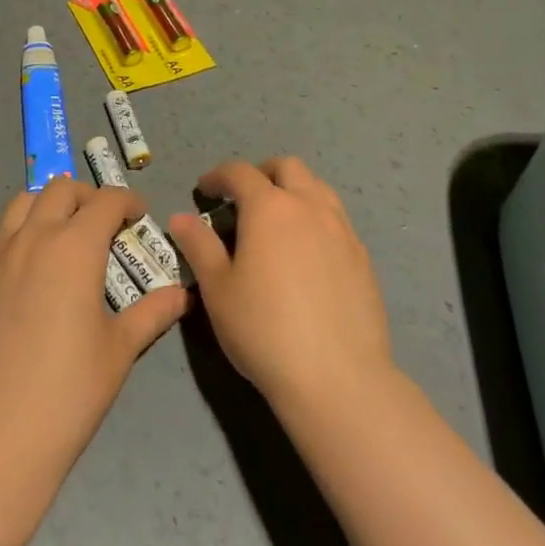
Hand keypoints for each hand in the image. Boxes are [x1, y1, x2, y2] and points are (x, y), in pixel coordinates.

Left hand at [0, 178, 188, 461]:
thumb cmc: (70, 389)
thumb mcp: (120, 349)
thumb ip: (152, 312)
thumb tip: (182, 294)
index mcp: (74, 246)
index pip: (105, 200)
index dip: (127, 201)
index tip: (139, 216)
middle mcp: (33, 237)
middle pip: (60, 189)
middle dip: (87, 196)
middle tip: (104, 224)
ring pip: (22, 203)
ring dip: (48, 205)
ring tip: (63, 233)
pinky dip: (19, 233)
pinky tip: (29, 265)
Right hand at [167, 157, 393, 413]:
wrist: (338, 378)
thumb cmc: (265, 330)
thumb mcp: (217, 289)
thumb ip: (199, 246)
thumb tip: (181, 218)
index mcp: (269, 208)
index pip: (240, 173)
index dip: (218, 176)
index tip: (204, 190)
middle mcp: (309, 207)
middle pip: (287, 167)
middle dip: (261, 173)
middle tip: (242, 198)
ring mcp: (342, 230)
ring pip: (317, 187)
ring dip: (293, 190)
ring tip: (276, 219)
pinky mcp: (363, 257)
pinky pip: (336, 219)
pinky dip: (315, 217)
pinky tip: (306, 252)